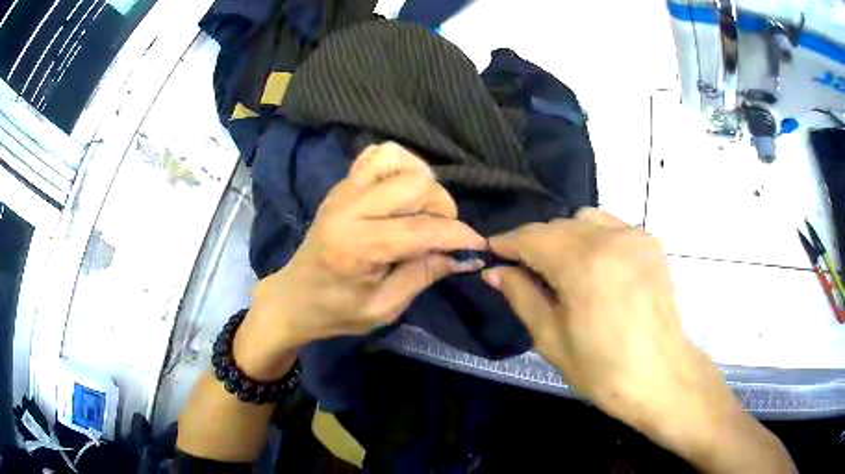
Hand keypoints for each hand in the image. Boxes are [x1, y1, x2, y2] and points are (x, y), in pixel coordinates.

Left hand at [236, 142, 487, 377]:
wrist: (293, 296)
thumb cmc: (336, 311)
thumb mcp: (384, 308)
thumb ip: (424, 275)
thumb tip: (463, 255)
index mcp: (358, 247)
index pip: (422, 229)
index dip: (458, 235)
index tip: (478, 245)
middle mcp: (349, 208)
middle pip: (415, 184)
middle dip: (442, 207)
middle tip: (442, 232)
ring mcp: (343, 190)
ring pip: (397, 159)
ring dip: (421, 181)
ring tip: (422, 209)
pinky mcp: (342, 184)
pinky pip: (377, 155)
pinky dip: (399, 166)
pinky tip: (402, 193)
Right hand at [482, 209, 769, 466]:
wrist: (661, 377)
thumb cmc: (603, 370)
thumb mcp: (551, 339)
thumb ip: (521, 296)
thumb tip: (495, 271)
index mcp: (583, 264)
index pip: (532, 237)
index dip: (507, 243)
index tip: (492, 252)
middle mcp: (610, 238)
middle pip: (558, 225)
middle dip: (534, 243)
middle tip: (523, 271)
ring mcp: (635, 236)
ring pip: (584, 219)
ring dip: (564, 237)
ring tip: (562, 269)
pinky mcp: (650, 243)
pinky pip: (611, 226)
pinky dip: (593, 238)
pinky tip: (595, 267)